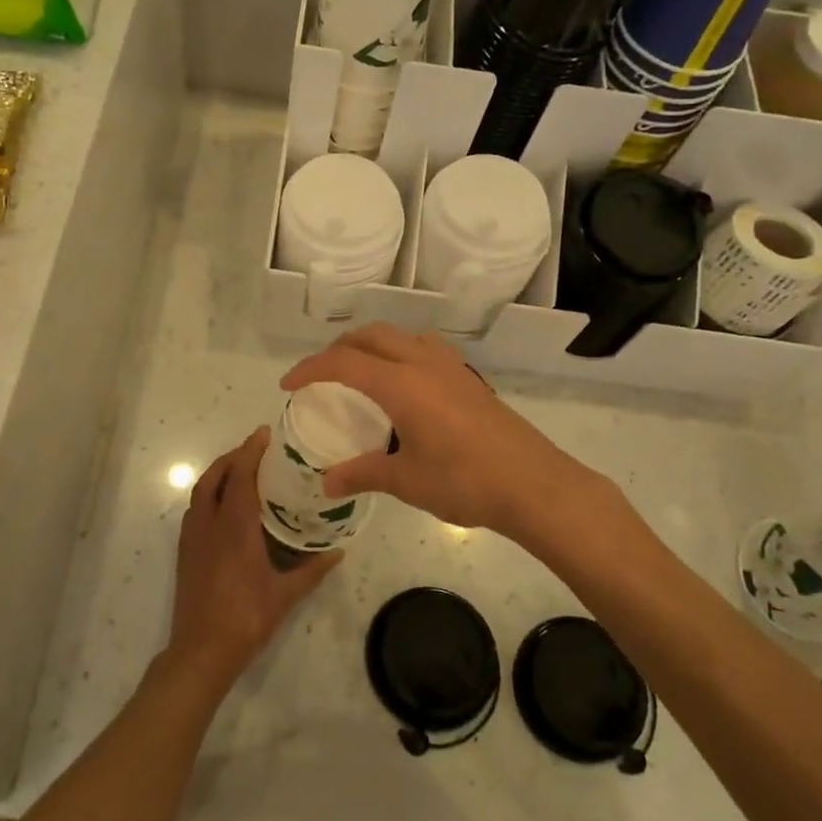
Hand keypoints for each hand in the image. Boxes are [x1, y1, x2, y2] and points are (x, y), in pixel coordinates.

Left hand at [165, 427, 340, 692]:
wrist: (200, 651)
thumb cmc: (246, 619)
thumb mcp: (285, 596)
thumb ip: (312, 570)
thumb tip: (339, 551)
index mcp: (235, 528)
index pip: (241, 476)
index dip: (251, 451)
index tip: (264, 433)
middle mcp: (210, 524)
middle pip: (215, 476)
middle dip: (233, 456)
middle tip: (255, 449)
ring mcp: (193, 537)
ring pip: (201, 491)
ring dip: (218, 473)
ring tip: (241, 470)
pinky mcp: (185, 551)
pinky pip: (195, 509)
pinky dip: (209, 493)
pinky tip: (225, 505)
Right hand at [280, 325, 591, 536]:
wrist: (533, 484)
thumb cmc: (465, 481)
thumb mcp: (406, 480)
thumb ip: (363, 474)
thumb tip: (326, 484)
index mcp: (401, 384)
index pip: (343, 363)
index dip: (310, 369)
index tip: (288, 384)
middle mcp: (423, 363)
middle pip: (371, 336)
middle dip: (339, 348)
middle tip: (321, 375)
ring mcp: (451, 367)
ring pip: (400, 336)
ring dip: (372, 344)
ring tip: (359, 372)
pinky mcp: (469, 378)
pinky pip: (424, 348)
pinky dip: (400, 352)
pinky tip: (404, 384)